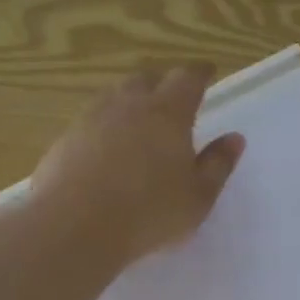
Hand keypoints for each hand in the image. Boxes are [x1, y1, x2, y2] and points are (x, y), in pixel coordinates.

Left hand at [30, 62, 245, 266]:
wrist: (74, 228)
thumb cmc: (149, 212)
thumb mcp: (198, 196)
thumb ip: (218, 165)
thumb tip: (234, 138)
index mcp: (167, 113)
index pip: (187, 79)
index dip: (200, 73)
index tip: (208, 72)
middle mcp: (127, 105)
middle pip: (146, 79)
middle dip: (162, 82)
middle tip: (172, 95)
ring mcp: (91, 120)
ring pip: (114, 96)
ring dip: (130, 100)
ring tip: (139, 117)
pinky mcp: (64, 140)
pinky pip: (90, 120)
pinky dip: (105, 124)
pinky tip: (107, 146)